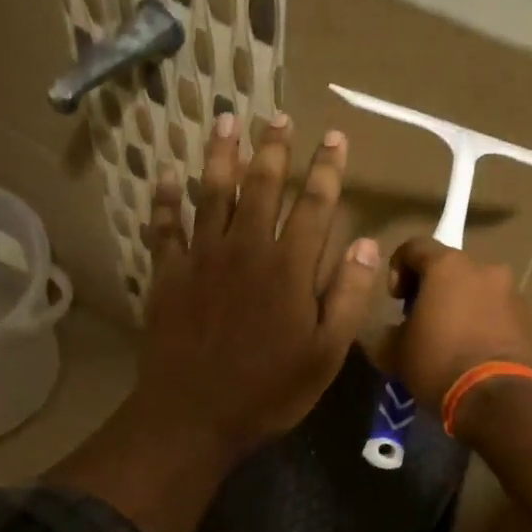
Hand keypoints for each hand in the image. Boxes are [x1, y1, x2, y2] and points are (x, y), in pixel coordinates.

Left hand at [132, 112, 380, 460]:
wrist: (194, 415)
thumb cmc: (269, 389)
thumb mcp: (326, 352)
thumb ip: (349, 295)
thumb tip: (367, 244)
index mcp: (289, 267)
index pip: (314, 204)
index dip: (327, 168)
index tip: (334, 137)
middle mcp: (246, 248)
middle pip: (261, 186)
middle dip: (273, 148)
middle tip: (278, 116)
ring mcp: (202, 257)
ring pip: (212, 193)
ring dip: (221, 154)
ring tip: (226, 120)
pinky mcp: (168, 274)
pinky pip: (164, 226)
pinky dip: (164, 198)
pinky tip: (165, 173)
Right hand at [373, 238, 531, 413]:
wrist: (497, 398)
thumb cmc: (438, 363)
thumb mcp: (394, 351)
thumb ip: (387, 331)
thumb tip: (390, 331)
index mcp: (447, 265)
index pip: (414, 247)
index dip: (398, 268)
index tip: (395, 300)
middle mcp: (483, 268)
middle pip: (449, 267)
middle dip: (431, 288)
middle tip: (420, 319)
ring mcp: (510, 291)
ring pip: (475, 288)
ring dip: (459, 304)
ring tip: (449, 338)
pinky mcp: (527, 316)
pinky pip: (495, 309)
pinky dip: (481, 319)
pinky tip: (472, 349)